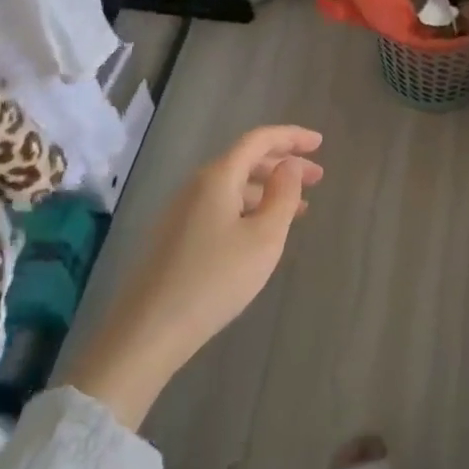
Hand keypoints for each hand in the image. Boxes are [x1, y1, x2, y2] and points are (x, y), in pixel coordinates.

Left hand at [64, 126, 324, 428]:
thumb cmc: (216, 279)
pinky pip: (222, 206)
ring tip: (299, 209)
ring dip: (269, 189)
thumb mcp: (264, 238)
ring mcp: (183, 211)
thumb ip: (283, 195)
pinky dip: (250, 208)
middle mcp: (198, 185)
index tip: (319, 143)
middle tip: (318, 178)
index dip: (291, 137)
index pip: (259, 140)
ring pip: (234, 185)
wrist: (149, 330)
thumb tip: (289, 165)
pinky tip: (262, 231)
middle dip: (284, 164)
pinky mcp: (177, 236)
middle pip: (246, 160)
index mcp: (218, 177)